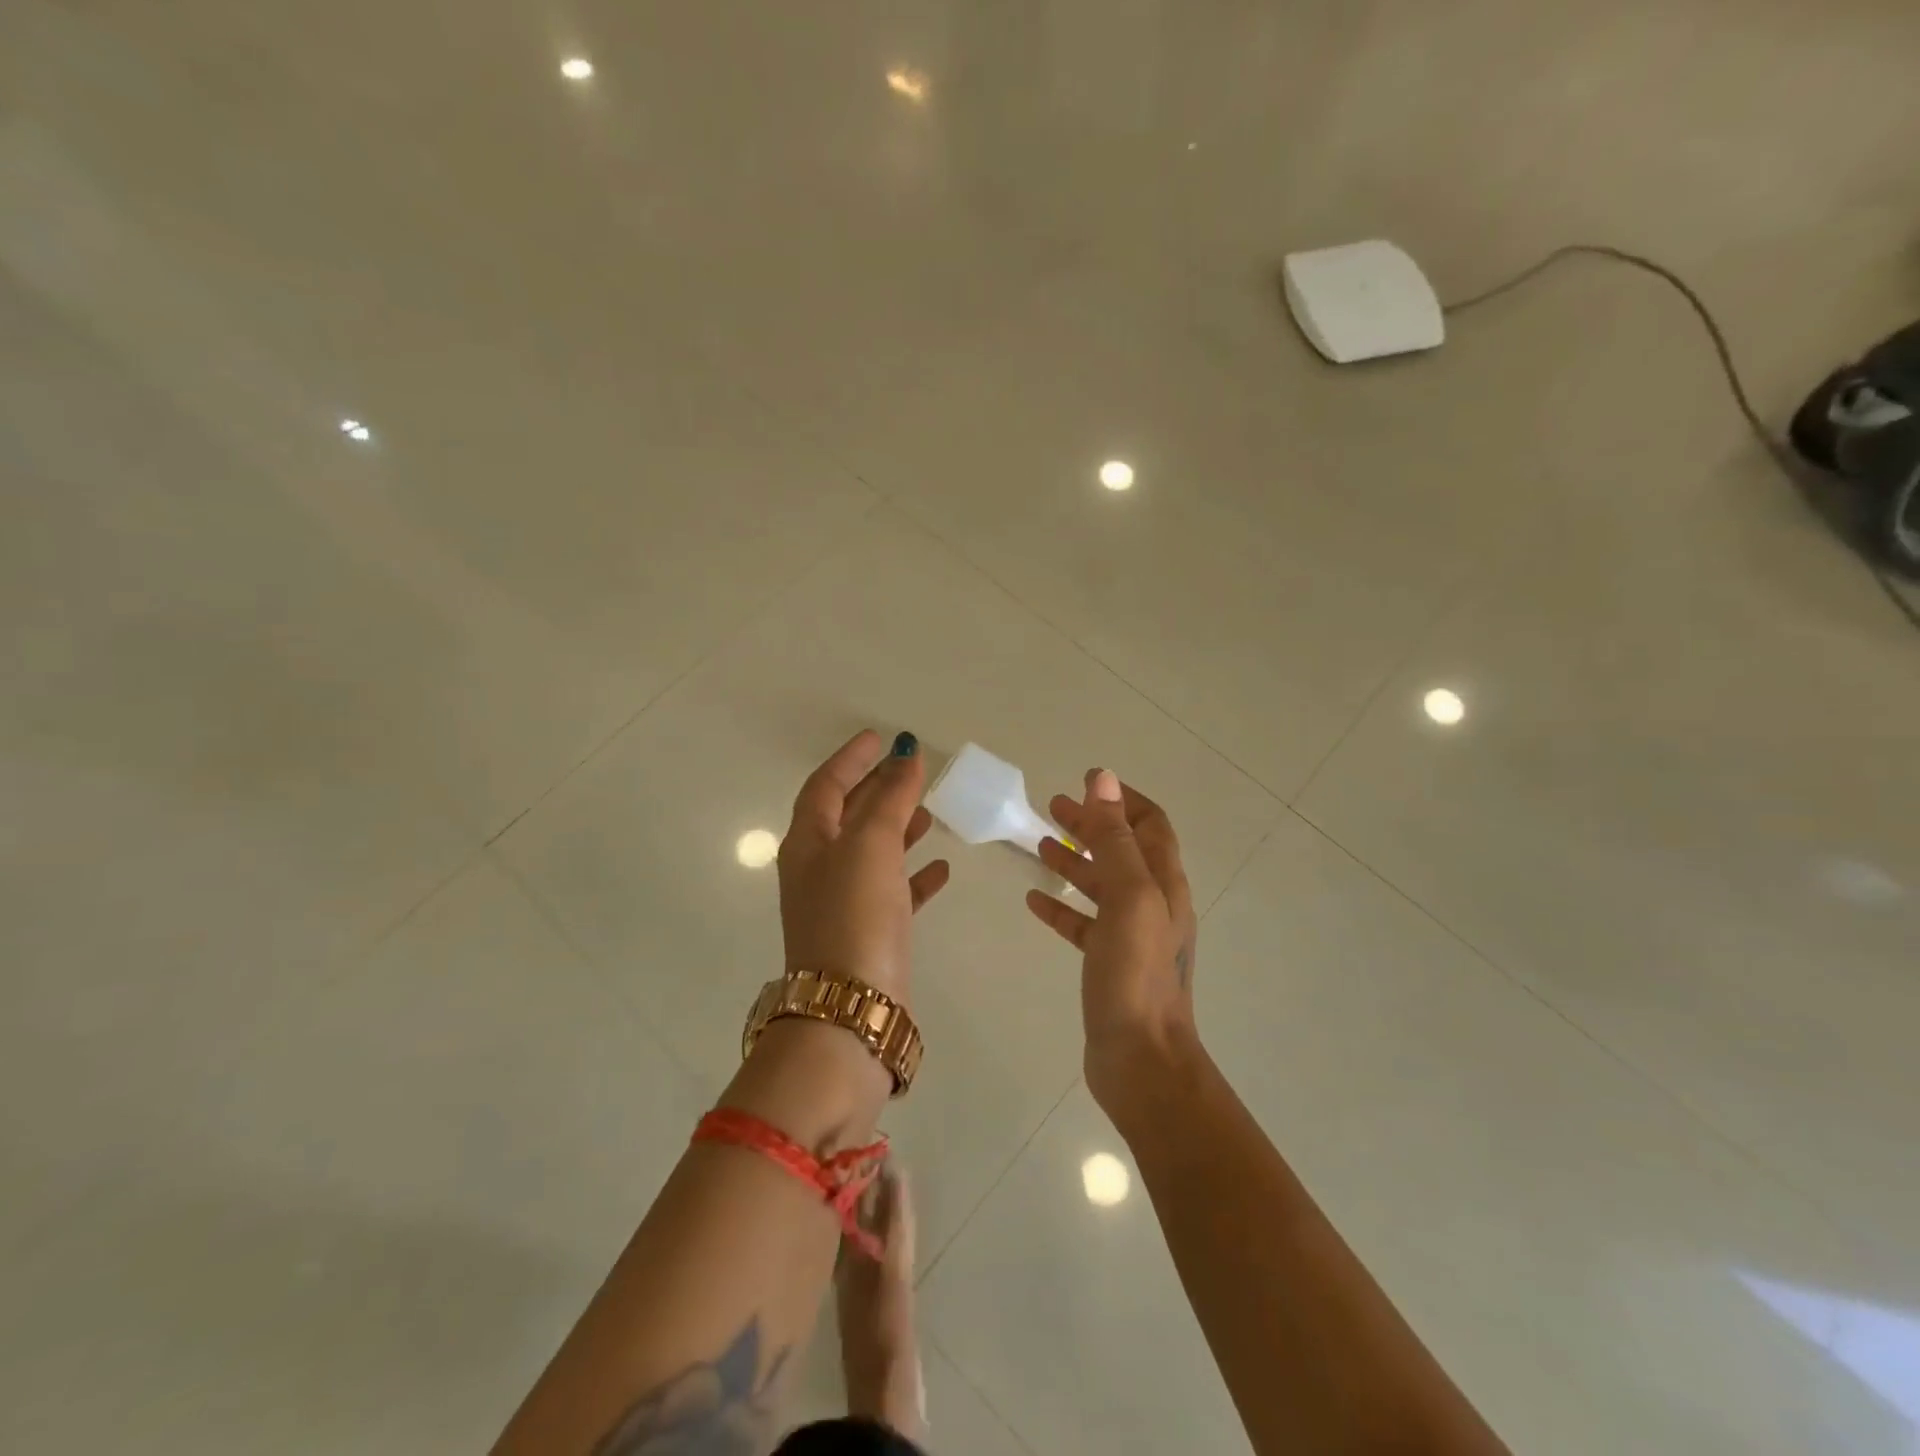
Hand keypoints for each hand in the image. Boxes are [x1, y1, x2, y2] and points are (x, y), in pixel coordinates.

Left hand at [778, 730, 950, 1002]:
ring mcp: (843, 903)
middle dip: (876, 789)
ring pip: (872, 852)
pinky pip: (893, 890)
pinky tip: (941, 867)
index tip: (878, 737)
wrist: (851, 1009)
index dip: (851, 758)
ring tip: (929, 811)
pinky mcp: (869, 933)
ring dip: (897, 828)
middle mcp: (819, 869)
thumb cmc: (854, 914)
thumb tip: (906, 756)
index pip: (826, 785)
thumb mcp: (871, 845)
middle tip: (908, 770)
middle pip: (848, 816)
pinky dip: (914, 874)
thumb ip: (890, 798)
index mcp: (809, 842)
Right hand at [1026, 769, 1198, 1115]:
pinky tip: (1034, 900)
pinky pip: (1083, 923)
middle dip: (1091, 824)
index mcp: (1164, 883)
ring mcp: (1131, 935)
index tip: (1086, 781)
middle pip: (1122, 850)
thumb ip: (1114, 839)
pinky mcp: (1109, 963)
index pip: (1150, 824)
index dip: (1121, 799)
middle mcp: (1153, 903)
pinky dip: (1061, 906)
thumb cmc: (1136, 974)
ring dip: (1074, 860)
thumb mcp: (1128, 897)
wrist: (1141, 1060)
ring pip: (1101, 885)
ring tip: (1038, 843)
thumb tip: (1103, 779)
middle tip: (1053, 807)